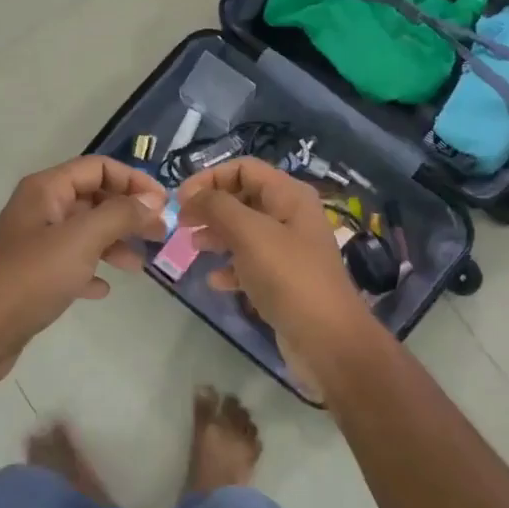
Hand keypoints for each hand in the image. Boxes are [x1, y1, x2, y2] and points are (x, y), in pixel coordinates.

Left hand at [0, 156, 166, 387]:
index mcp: (46, 190)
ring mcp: (36, 242)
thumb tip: (152, 202)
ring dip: (115, 243)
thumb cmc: (32, 277)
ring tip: (139, 266)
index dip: (134, 181)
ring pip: (86, 232)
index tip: (163, 205)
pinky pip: (72, 262)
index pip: (99, 168)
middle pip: (94, 198)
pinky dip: (91, 270)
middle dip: (128, 214)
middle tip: (160, 235)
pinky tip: (103, 289)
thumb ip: (121, 215)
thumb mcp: (82, 239)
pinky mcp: (34, 274)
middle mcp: (40, 209)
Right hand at [177, 157, 380, 395]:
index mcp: (289, 196)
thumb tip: (192, 196)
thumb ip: (218, 207)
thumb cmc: (288, 277)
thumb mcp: (250, 233)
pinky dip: (230, 268)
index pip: (244, 168)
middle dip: (211, 208)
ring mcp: (288, 250)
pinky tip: (215, 282)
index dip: (210, 178)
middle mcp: (290, 217)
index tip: (181, 200)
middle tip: (182, 225)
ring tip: (192, 249)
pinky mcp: (283, 281)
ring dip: (216, 236)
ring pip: (244, 232)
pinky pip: (250, 264)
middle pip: (242, 198)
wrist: (326, 339)